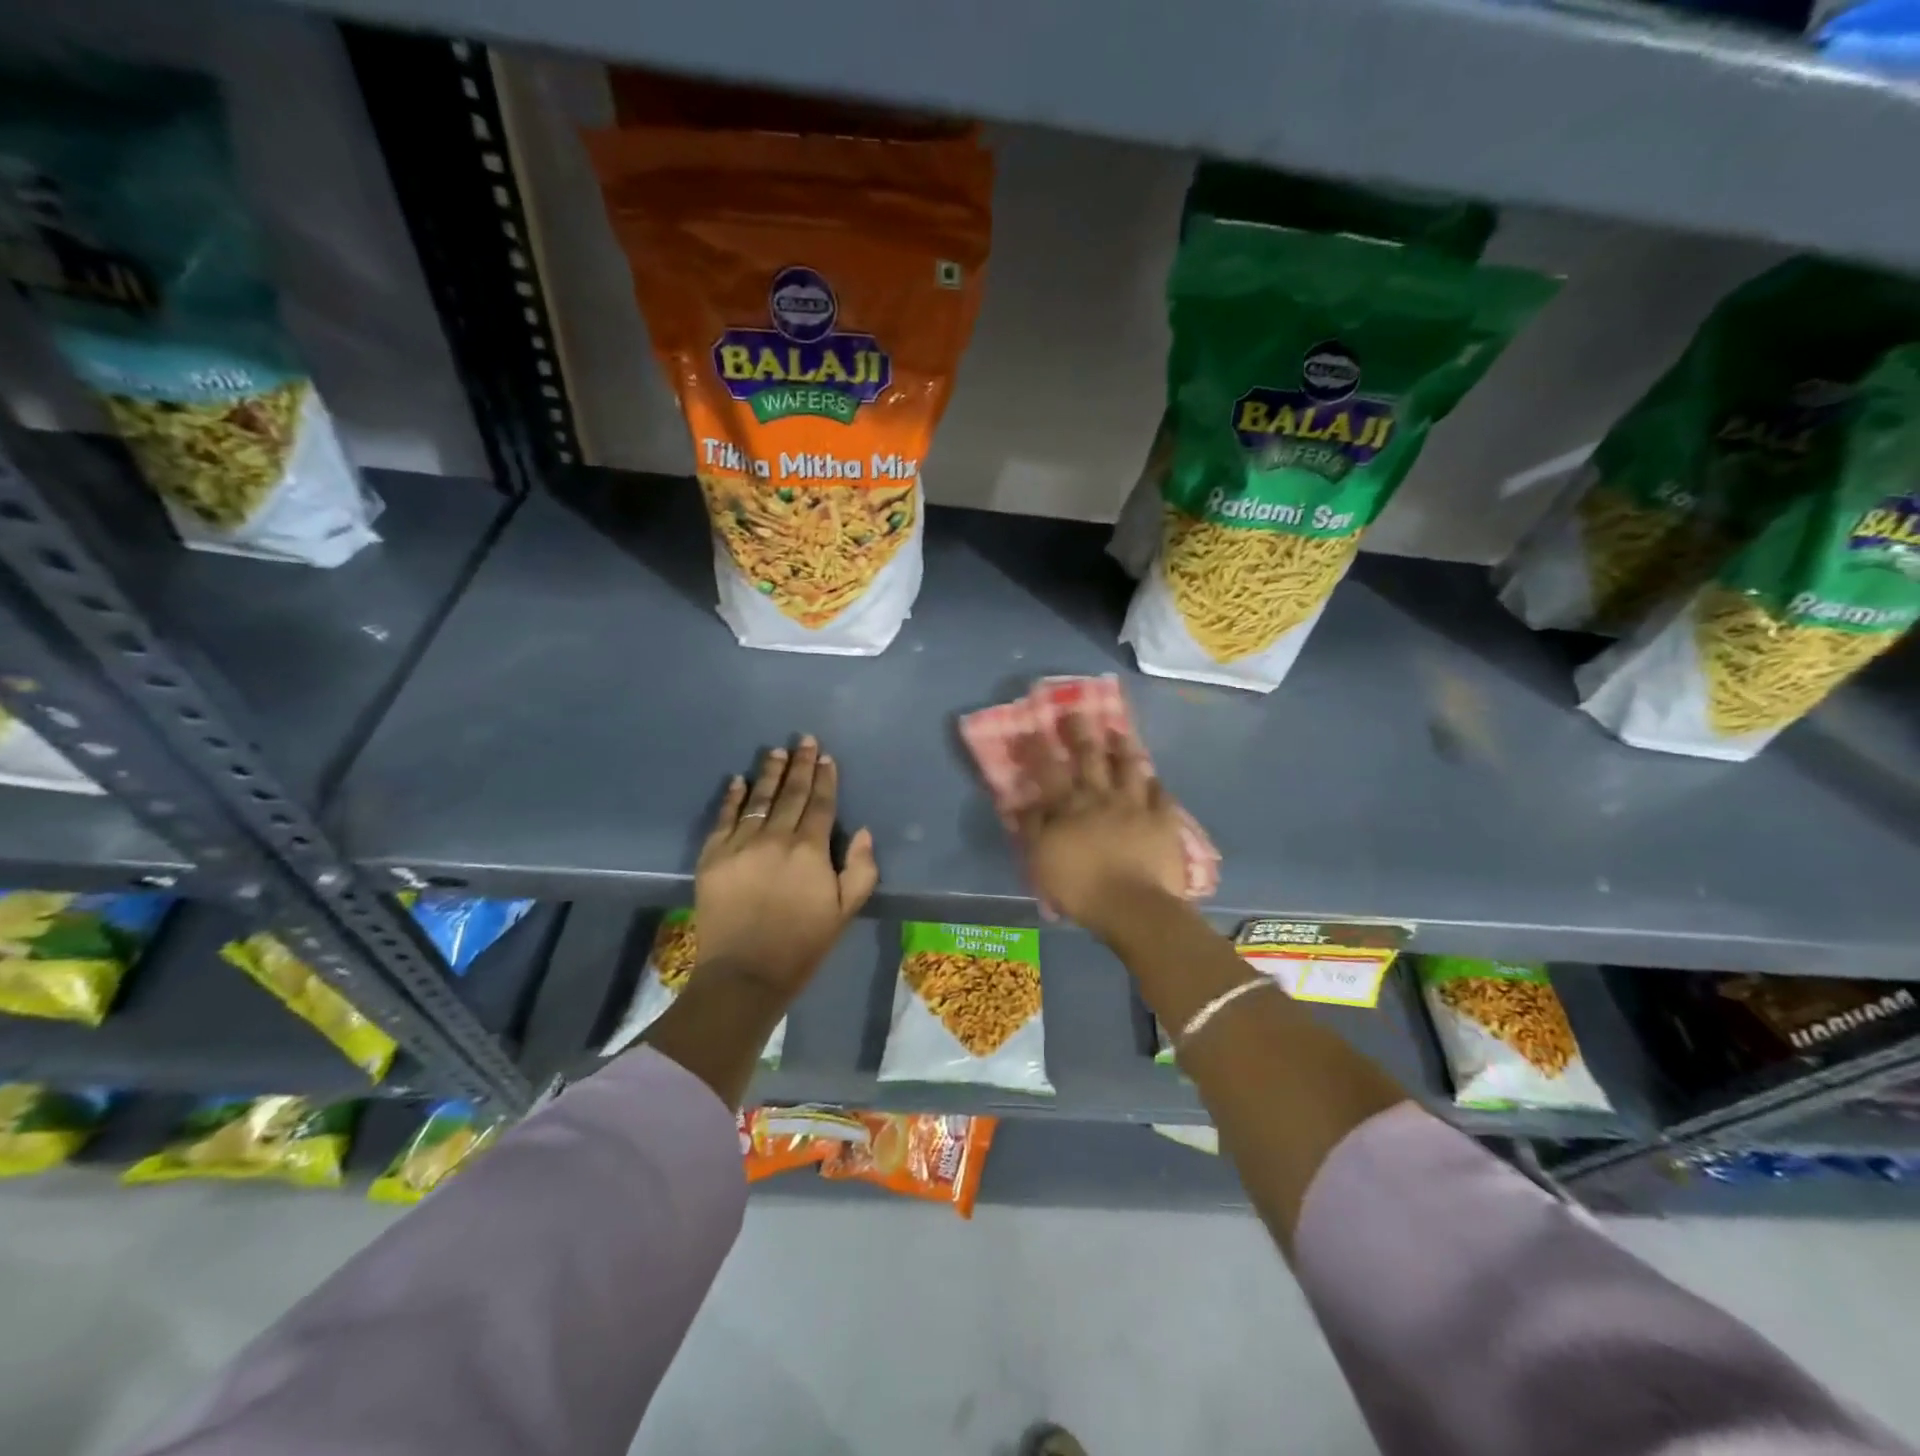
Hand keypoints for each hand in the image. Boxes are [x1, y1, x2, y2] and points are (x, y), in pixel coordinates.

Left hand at [693, 735, 878, 997]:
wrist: (745, 974)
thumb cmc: (802, 944)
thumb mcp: (845, 911)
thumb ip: (861, 869)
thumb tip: (864, 832)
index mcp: (810, 850)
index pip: (821, 804)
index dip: (825, 778)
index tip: (826, 756)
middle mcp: (776, 838)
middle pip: (791, 794)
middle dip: (800, 765)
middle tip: (803, 740)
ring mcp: (741, 845)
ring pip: (758, 799)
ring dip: (769, 773)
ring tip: (775, 751)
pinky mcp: (713, 856)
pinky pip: (724, 818)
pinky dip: (731, 798)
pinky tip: (737, 780)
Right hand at [1014, 711, 1187, 932]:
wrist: (1133, 906)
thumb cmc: (1080, 886)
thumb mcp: (1041, 859)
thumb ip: (1032, 827)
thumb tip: (1024, 801)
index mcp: (1069, 806)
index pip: (1049, 770)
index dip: (1038, 748)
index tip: (1030, 728)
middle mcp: (1102, 796)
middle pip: (1090, 757)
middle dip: (1081, 732)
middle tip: (1077, 711)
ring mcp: (1136, 805)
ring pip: (1130, 767)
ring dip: (1123, 747)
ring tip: (1119, 731)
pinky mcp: (1163, 821)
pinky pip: (1162, 795)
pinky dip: (1156, 784)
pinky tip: (1154, 778)